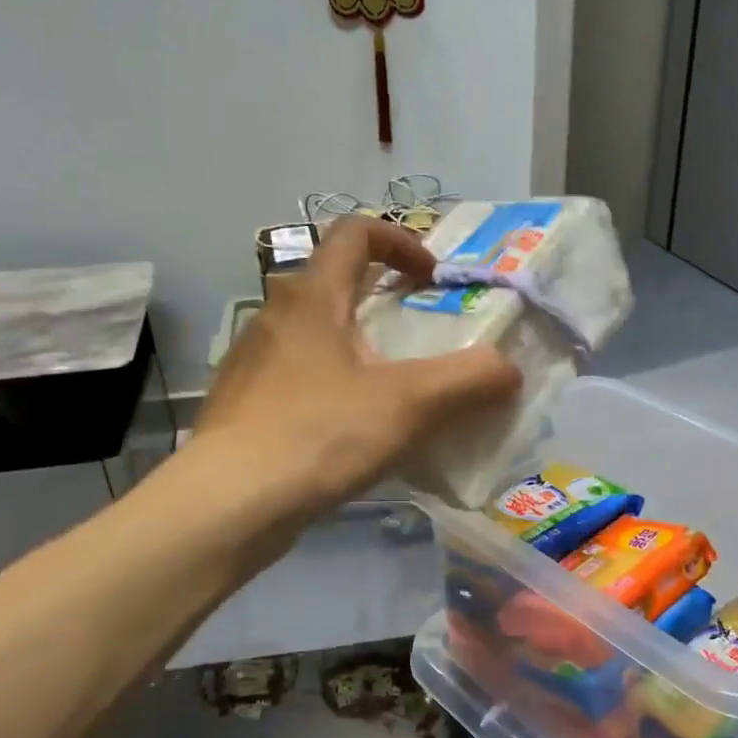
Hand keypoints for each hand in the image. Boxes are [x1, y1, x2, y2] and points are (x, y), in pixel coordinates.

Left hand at [188, 217, 520, 521]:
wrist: (229, 504)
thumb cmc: (319, 435)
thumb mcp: (409, 404)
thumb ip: (469, 379)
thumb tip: (508, 369)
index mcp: (311, 297)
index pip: (354, 233)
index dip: (400, 242)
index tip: (432, 280)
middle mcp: (275, 317)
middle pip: (334, 283)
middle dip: (383, 299)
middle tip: (420, 337)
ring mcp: (253, 362)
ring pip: (316, 334)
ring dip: (358, 346)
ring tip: (394, 391)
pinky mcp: (246, 404)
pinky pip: (299, 377)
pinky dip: (334, 385)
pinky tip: (353, 431)